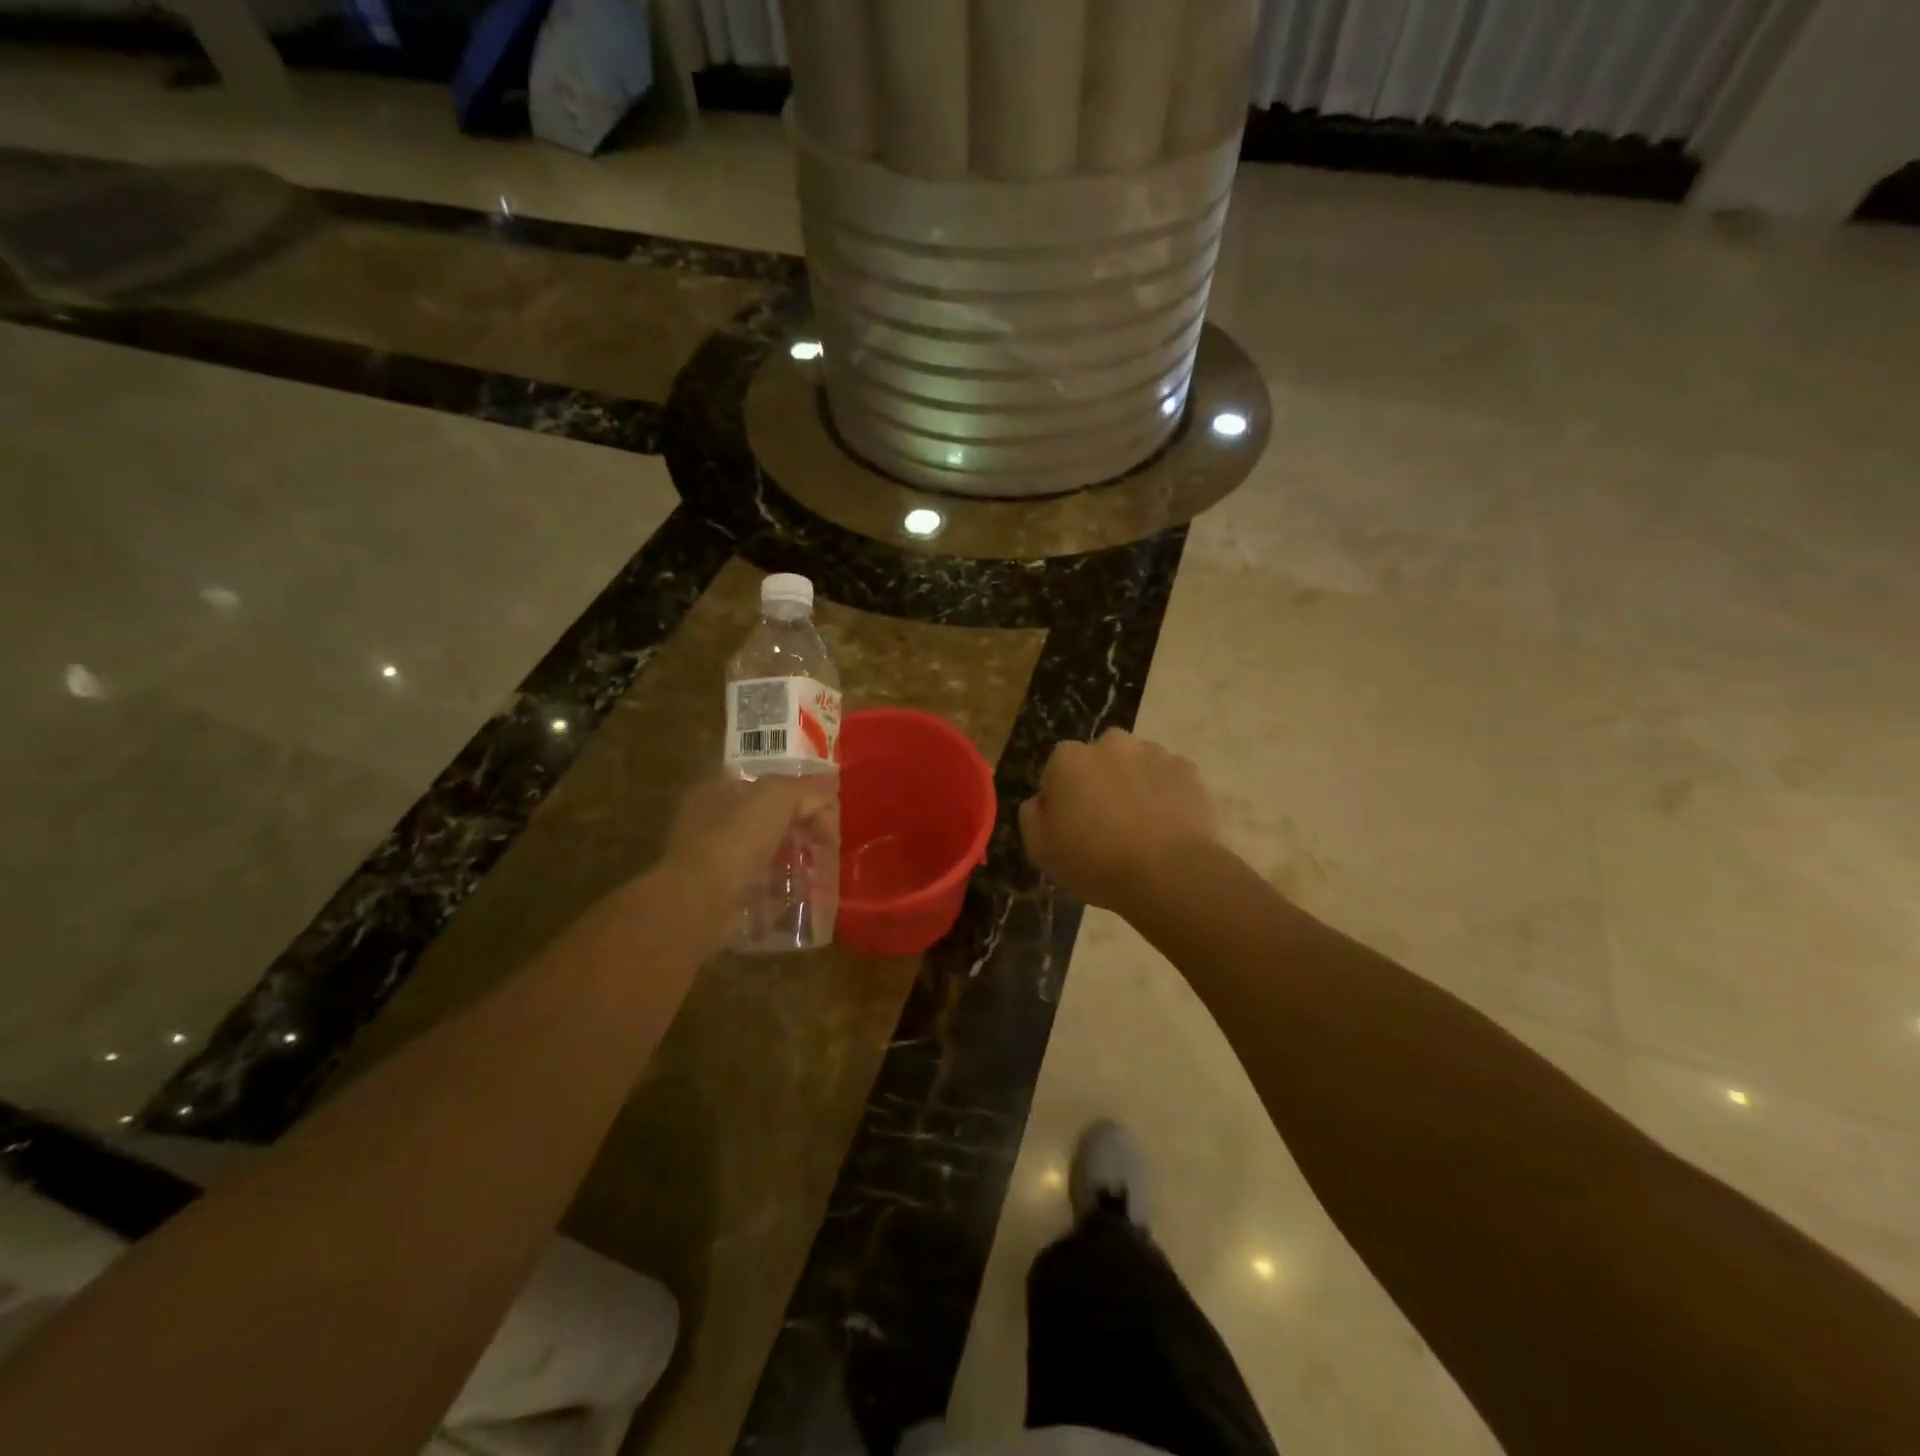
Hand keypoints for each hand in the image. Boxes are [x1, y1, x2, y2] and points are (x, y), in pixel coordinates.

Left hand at [659, 774, 837, 939]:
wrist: (700, 903)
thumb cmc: (735, 840)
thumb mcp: (776, 798)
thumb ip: (805, 792)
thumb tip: (826, 804)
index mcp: (717, 791)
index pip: (766, 785)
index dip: (799, 795)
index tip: (826, 814)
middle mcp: (710, 823)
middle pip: (767, 821)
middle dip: (798, 831)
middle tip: (825, 846)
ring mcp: (713, 862)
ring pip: (765, 856)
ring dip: (791, 864)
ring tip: (817, 874)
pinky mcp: (720, 896)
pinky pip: (759, 890)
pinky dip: (779, 894)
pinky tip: (799, 898)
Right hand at [1020, 729, 1220, 909]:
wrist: (1170, 875)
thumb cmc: (1096, 863)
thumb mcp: (1041, 851)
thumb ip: (1032, 816)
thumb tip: (1039, 801)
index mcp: (1068, 759)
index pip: (1057, 769)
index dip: (1063, 796)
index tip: (1071, 824)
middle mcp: (1111, 744)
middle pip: (1099, 759)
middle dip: (1101, 781)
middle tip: (1107, 822)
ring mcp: (1154, 753)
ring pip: (1136, 764)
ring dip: (1135, 785)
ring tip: (1143, 826)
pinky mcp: (1188, 769)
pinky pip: (1169, 778)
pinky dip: (1167, 794)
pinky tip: (1168, 826)